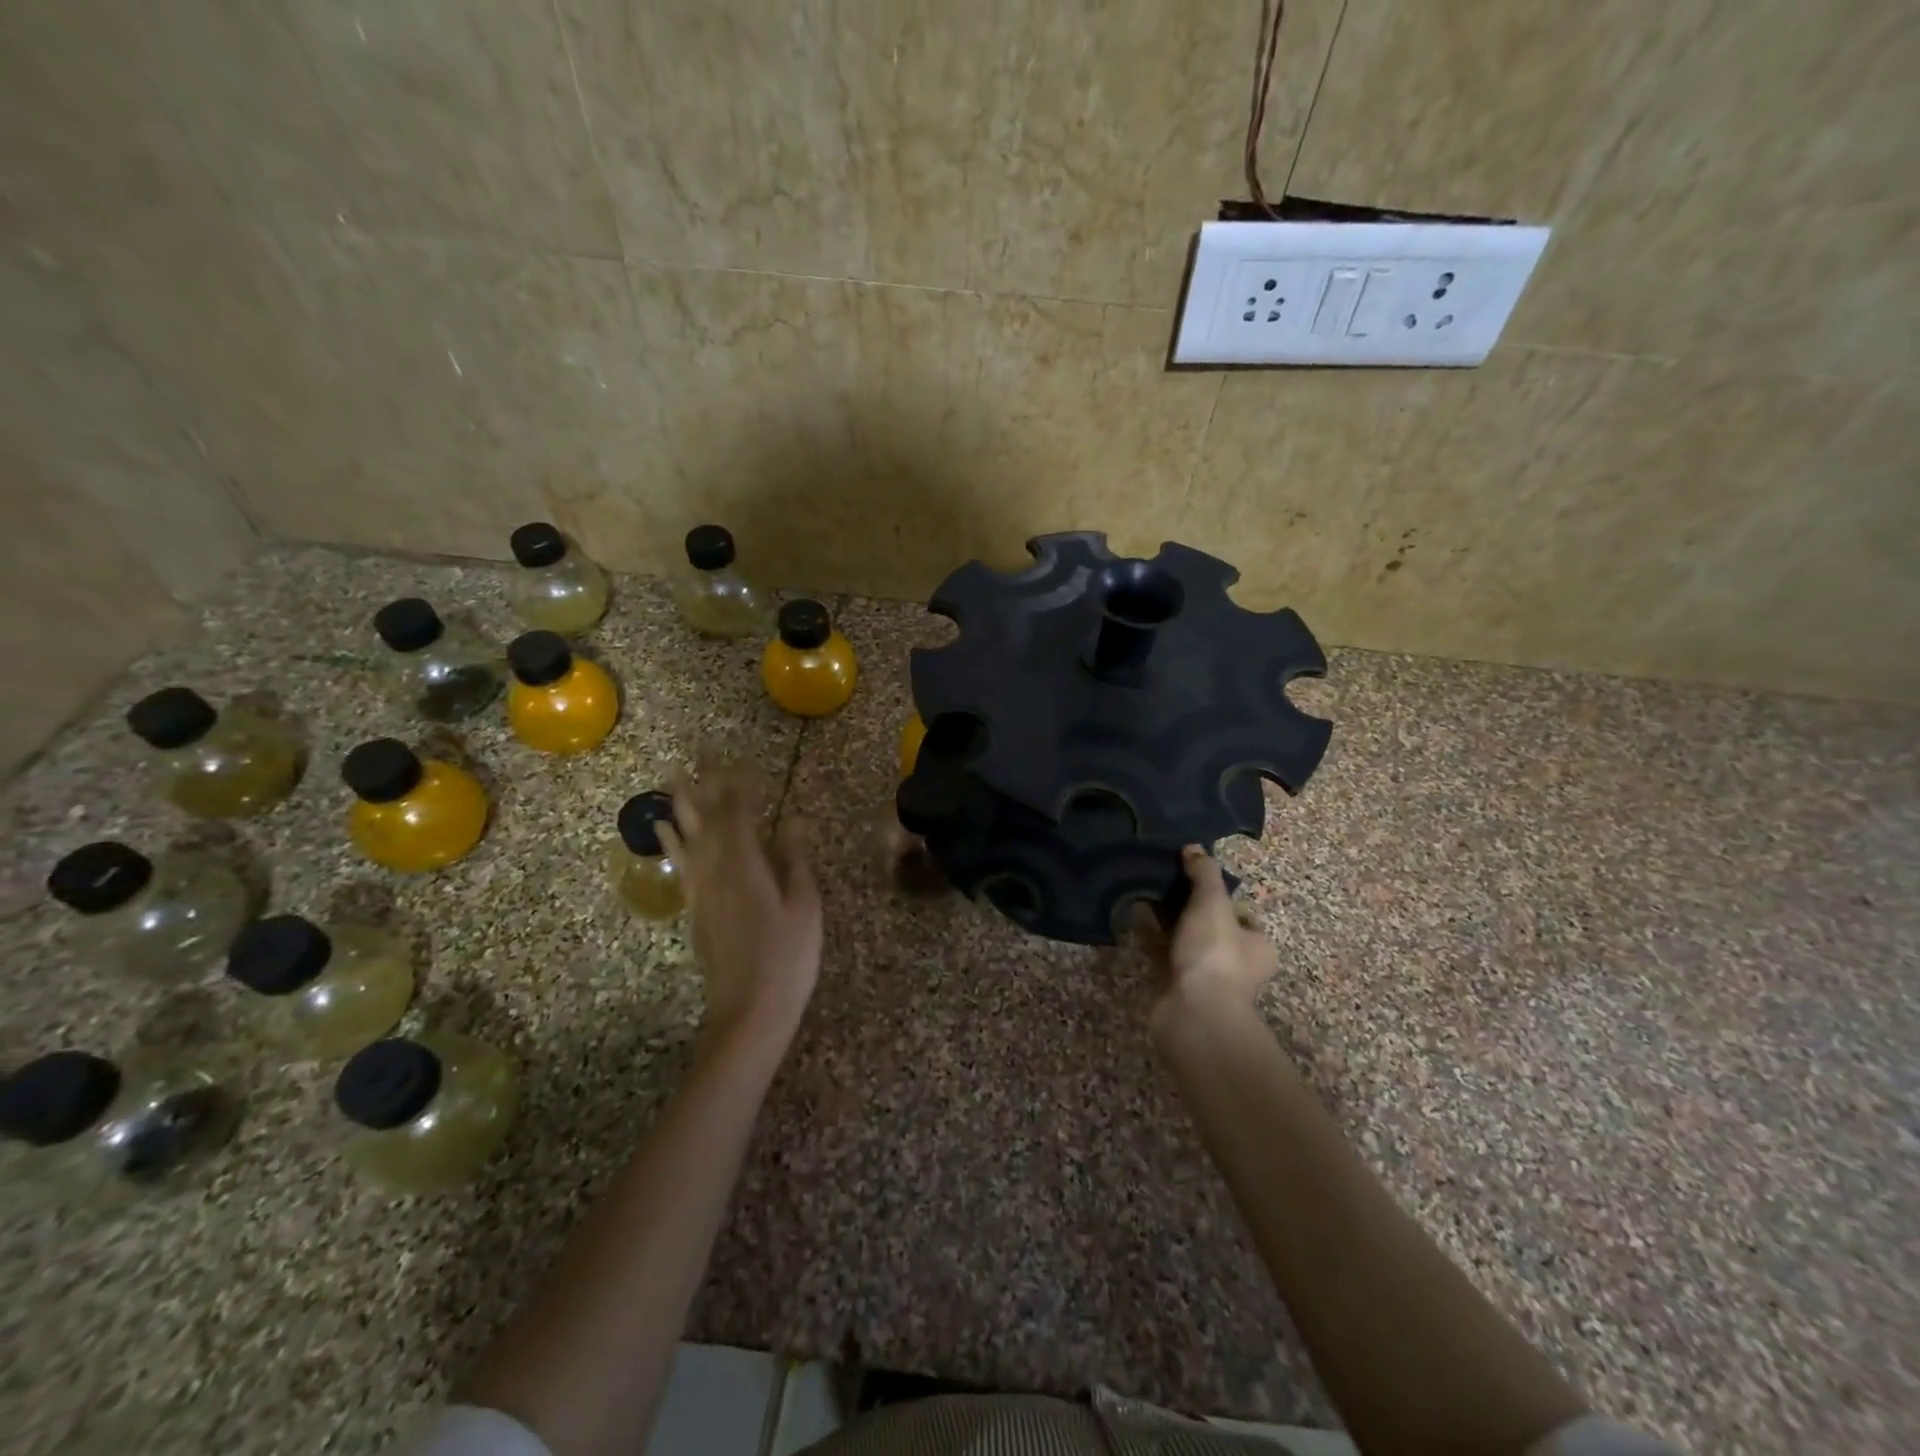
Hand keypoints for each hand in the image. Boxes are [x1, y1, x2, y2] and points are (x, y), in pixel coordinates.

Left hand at [658, 760, 821, 1064]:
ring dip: (681, 806)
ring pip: (687, 838)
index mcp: (747, 867)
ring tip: (673, 779)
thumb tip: (793, 821)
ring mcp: (701, 891)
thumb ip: (794, 860)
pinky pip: (679, 863)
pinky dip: (670, 841)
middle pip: (706, 820)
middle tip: (698, 756)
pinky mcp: (695, 910)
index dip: (740, 788)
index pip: (739, 815)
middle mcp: (716, 871)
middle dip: (704, 786)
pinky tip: (665, 830)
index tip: (742, 764)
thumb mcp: (805, 907)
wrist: (749, 1012)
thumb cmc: (788, 958)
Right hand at [1134, 846, 1276, 1042]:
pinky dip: (1149, 937)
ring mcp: (1204, 978)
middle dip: (1188, 906)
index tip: (1195, 877)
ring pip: (1184, 941)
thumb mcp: (1213, 903)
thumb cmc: (1215, 954)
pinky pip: (1161, 954)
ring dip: (1166, 921)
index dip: (1221, 895)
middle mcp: (1235, 964)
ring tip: (1143, 892)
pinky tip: (1132, 917)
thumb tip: (1195, 847)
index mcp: (1257, 947)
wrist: (1193, 1012)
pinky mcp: (1175, 986)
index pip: (1241, 915)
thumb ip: (1205, 874)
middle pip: (1210, 926)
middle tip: (1164, 880)